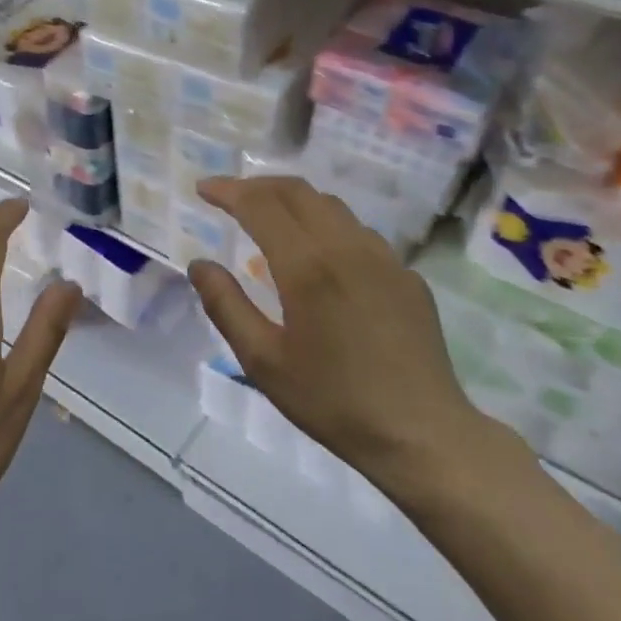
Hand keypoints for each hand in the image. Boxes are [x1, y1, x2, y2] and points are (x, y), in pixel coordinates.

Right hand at [189, 177, 509, 506]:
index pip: (260, 205)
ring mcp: (384, 258)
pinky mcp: (407, 276)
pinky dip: (328, 227)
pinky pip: (360, 234)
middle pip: (298, 191)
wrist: (421, 435)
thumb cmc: (332, 400)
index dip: (228, 190)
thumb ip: (225, 305)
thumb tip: (199, 264)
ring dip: (294, 201)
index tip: (203, 188)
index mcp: (307, 265)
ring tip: (271, 220)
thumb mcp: (262, 360)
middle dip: (258, 185)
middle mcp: (347, 247)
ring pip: (332, 206)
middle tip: (231, 197)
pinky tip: (322, 258)